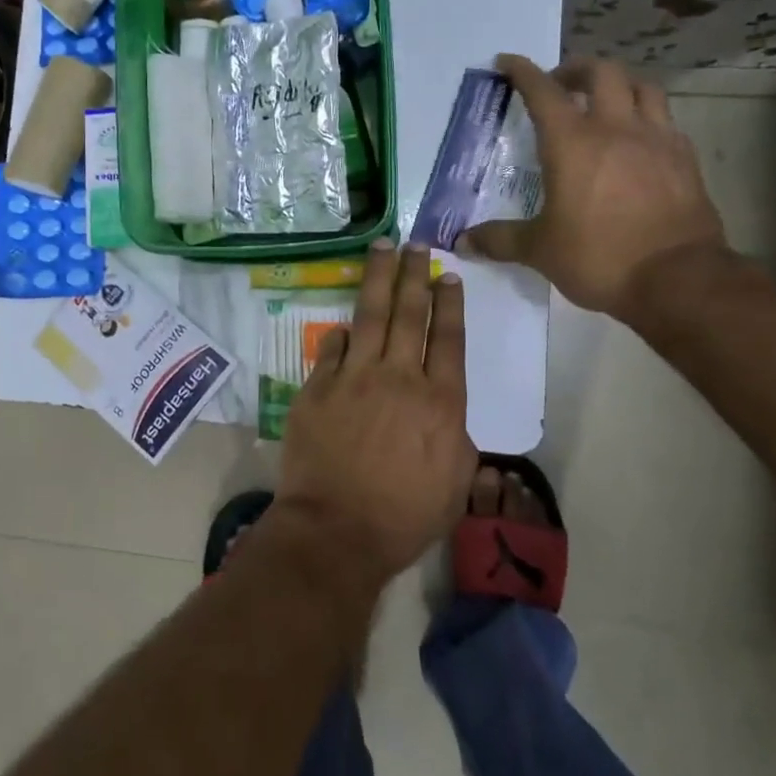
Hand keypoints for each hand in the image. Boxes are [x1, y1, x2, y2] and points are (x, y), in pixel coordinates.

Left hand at [278, 241, 474, 579]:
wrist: (337, 530)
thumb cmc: (404, 516)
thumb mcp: (456, 483)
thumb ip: (457, 437)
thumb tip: (447, 411)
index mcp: (440, 401)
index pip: (448, 338)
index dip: (449, 303)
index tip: (448, 276)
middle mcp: (399, 377)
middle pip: (410, 314)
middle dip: (415, 275)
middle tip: (416, 245)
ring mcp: (354, 377)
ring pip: (371, 315)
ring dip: (379, 278)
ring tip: (383, 248)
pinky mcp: (318, 387)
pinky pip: (332, 348)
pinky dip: (342, 333)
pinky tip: (347, 321)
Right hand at [460, 55, 727, 319]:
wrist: (679, 280)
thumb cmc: (599, 257)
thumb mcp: (540, 250)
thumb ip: (500, 240)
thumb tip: (462, 242)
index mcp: (572, 143)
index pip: (542, 91)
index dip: (522, 71)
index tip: (507, 62)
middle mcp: (616, 128)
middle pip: (601, 72)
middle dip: (575, 69)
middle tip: (560, 84)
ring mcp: (657, 139)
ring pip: (642, 86)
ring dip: (618, 84)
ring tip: (604, 101)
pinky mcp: (685, 158)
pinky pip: (665, 119)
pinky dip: (646, 116)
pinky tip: (638, 140)